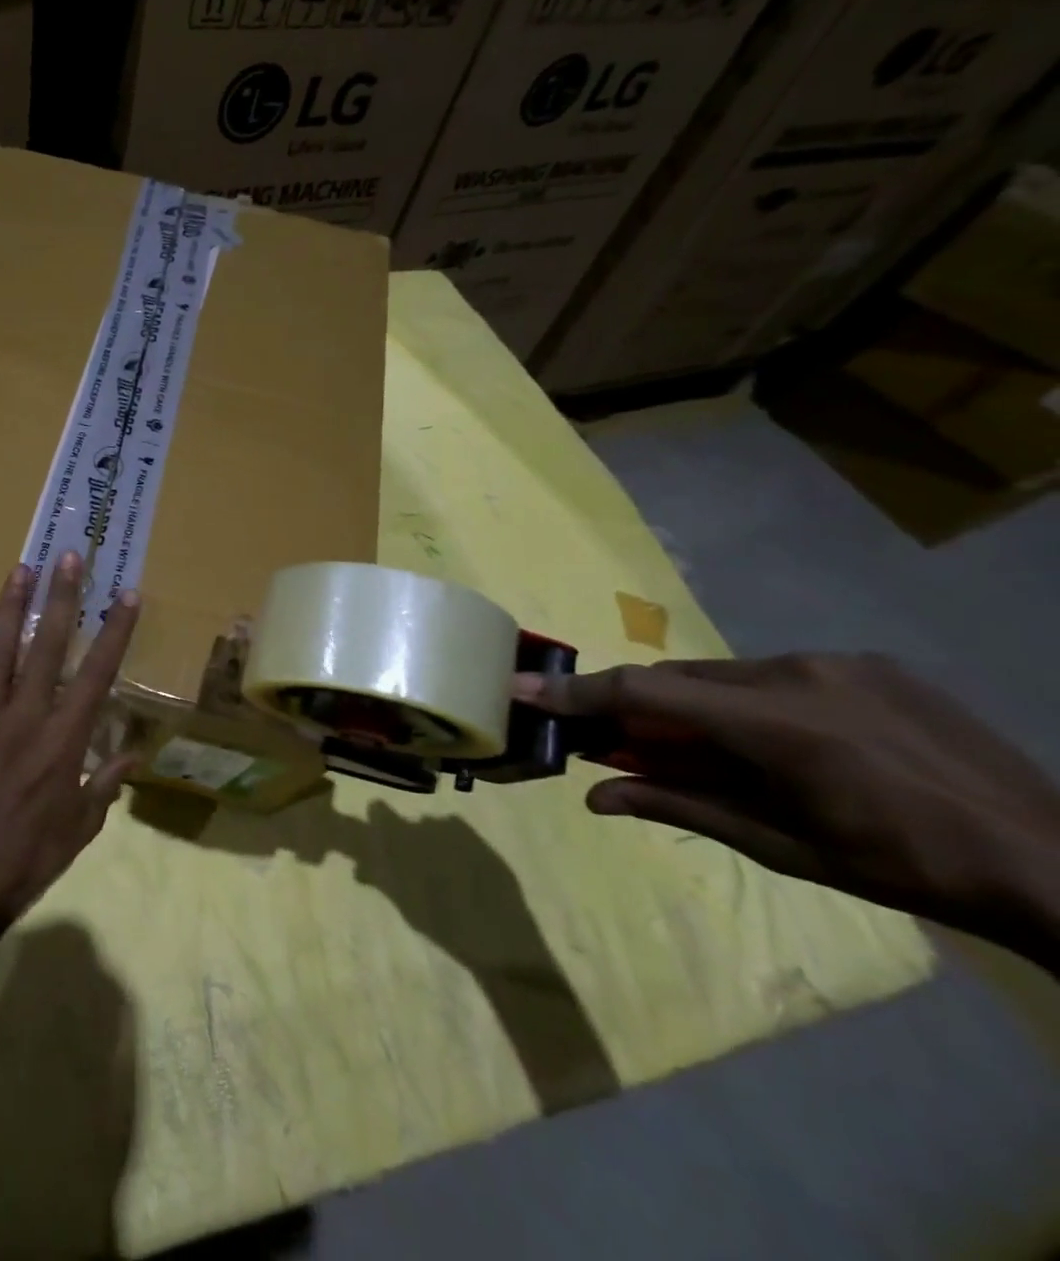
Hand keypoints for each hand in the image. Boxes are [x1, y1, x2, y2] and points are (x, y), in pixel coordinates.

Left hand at [0, 552, 140, 921]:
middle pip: (49, 647)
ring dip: (12, 607)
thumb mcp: (82, 826)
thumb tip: (134, 754)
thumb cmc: (31, 855)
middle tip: (68, 556)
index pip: (97, 674)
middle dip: (62, 598)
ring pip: (0, 651)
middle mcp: (27, 717)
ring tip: (22, 568)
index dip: (115, 632)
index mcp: (65, 740)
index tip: (127, 596)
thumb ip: (107, 784)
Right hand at [519, 655, 1059, 967]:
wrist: (1057, 860)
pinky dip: (748, 701)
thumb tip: (595, 797)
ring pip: (726, 674)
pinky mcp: (868, 662)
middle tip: (623, 744)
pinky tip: (782, 741)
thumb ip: (679, 805)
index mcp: (776, 723)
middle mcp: (797, 672)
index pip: (644, 691)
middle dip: (641, 708)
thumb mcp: (780, 845)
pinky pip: (775, 673)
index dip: (576, 692)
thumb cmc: (903, 865)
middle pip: (680, 679)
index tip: (519, 688)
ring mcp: (837, 661)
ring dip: (698, 707)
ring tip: (713, 752)